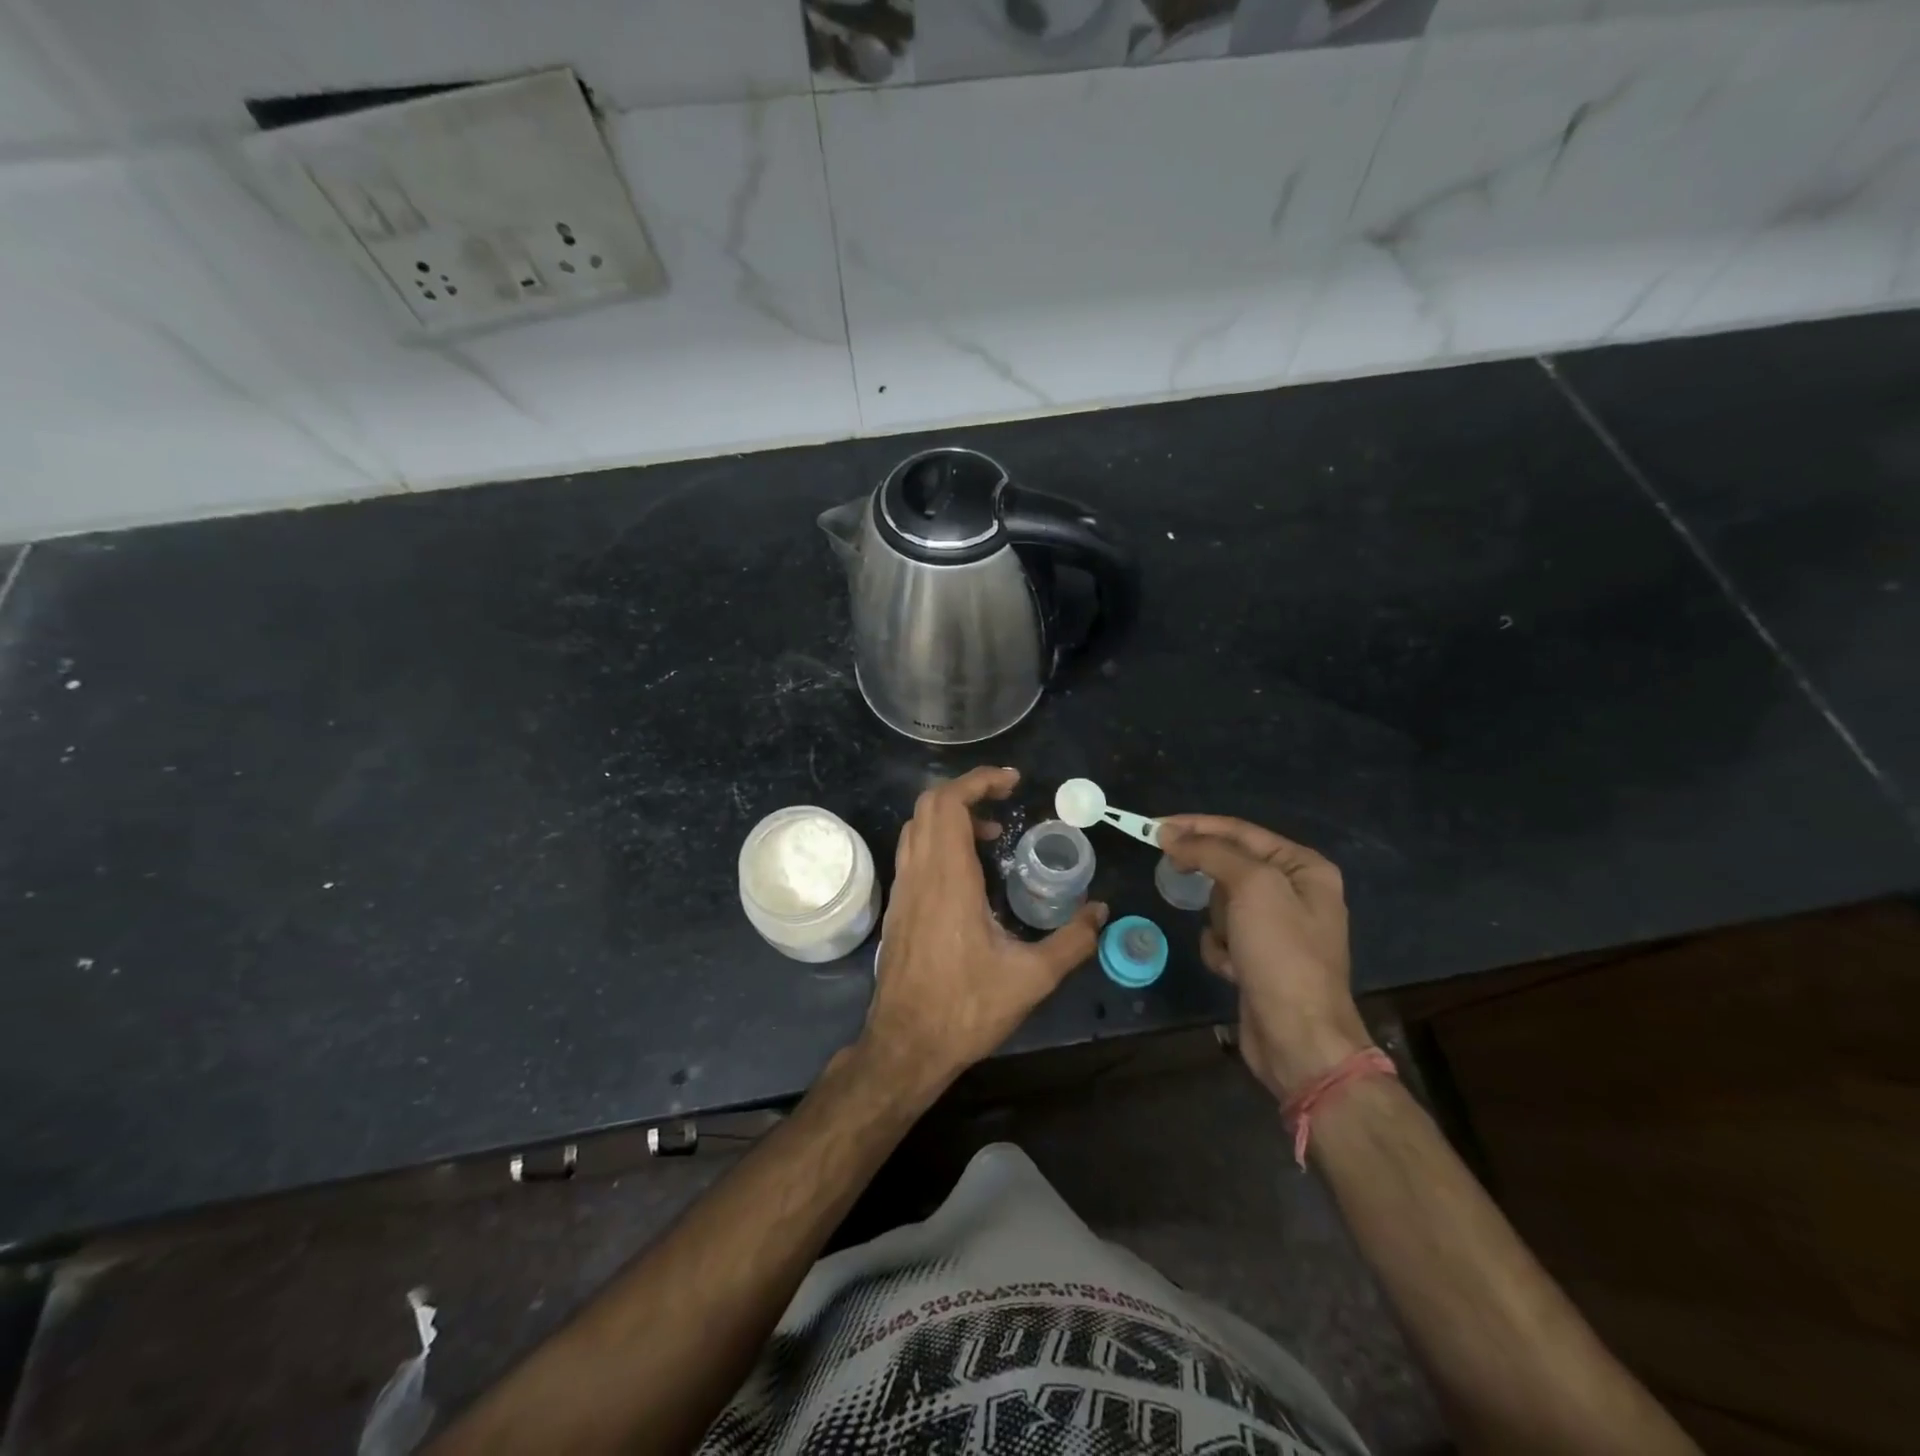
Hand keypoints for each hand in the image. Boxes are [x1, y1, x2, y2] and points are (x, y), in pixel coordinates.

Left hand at [860, 767, 1105, 1100]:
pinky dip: (939, 839)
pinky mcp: (899, 907)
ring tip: (992, 832)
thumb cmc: (965, 1009)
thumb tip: (1101, 912)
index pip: (950, 804)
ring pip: (917, 827)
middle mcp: (920, 874)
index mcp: (948, 879)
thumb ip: (1072, 942)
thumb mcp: (1031, 979)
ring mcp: (904, 890)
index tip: (1012, 781)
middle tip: (1006, 800)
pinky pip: (914, 851)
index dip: (979, 781)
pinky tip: (968, 870)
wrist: (905, 1046)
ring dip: (951, 814)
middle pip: (930, 805)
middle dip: (968, 790)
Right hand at [1158, 815, 1368, 1100]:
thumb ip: (1211, 852)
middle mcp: (1296, 892)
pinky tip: (1231, 969)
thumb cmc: (1281, 953)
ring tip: (1230, 943)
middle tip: (1176, 874)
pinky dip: (1219, 949)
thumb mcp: (1251, 887)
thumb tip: (1169, 834)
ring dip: (1216, 921)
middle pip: (1230, 866)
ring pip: (1222, 903)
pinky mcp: (1259, 958)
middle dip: (1210, 881)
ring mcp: (1278, 928)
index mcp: (1304, 868)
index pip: (1240, 832)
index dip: (1196, 826)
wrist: (1298, 1037)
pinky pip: (1223, 936)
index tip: (1155, 827)